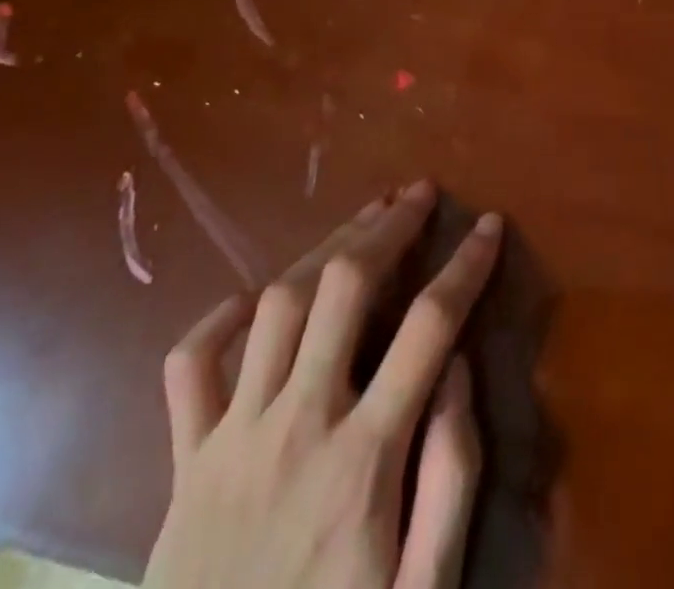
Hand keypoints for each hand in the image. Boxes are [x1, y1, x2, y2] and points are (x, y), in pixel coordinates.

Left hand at [144, 182, 501, 588]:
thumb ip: (451, 478)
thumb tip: (456, 369)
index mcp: (363, 460)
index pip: (430, 326)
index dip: (467, 265)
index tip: (490, 225)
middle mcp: (297, 426)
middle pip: (345, 286)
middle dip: (389, 226)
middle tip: (420, 194)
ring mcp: (231, 439)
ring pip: (278, 303)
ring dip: (326, 248)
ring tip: (364, 221)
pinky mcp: (182, 463)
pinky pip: (189, 368)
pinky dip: (218, 321)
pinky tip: (251, 302)